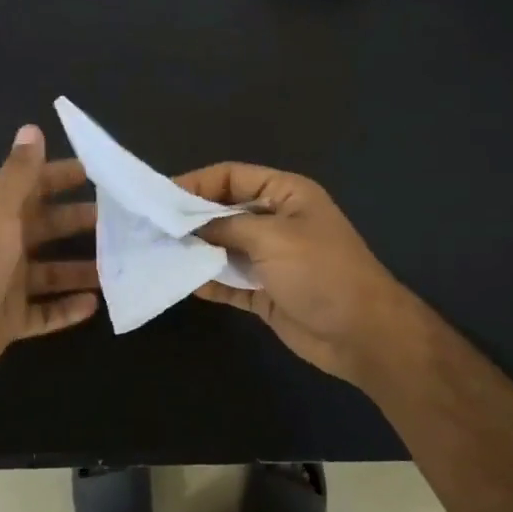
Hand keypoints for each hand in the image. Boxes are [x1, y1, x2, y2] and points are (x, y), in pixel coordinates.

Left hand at [0, 125, 100, 388]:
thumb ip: (19, 172)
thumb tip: (31, 128)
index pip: (34, 187)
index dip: (60, 177)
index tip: (97, 173)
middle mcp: (3, 246)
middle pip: (47, 228)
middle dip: (79, 222)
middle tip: (120, 222)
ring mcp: (7, 285)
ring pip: (51, 273)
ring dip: (80, 268)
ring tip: (117, 265)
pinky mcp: (11, 320)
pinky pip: (45, 313)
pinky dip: (67, 308)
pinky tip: (95, 305)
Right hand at [174, 163, 437, 395]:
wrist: (362, 334)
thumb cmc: (321, 272)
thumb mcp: (272, 238)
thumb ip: (226, 227)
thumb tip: (187, 226)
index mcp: (285, 194)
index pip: (231, 177)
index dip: (196, 183)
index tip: (160, 196)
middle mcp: (275, 221)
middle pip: (223, 211)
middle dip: (190, 218)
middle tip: (150, 226)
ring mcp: (269, 258)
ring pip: (223, 247)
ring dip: (194, 250)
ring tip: (156, 252)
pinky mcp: (264, 292)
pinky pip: (228, 281)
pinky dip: (207, 281)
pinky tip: (181, 281)